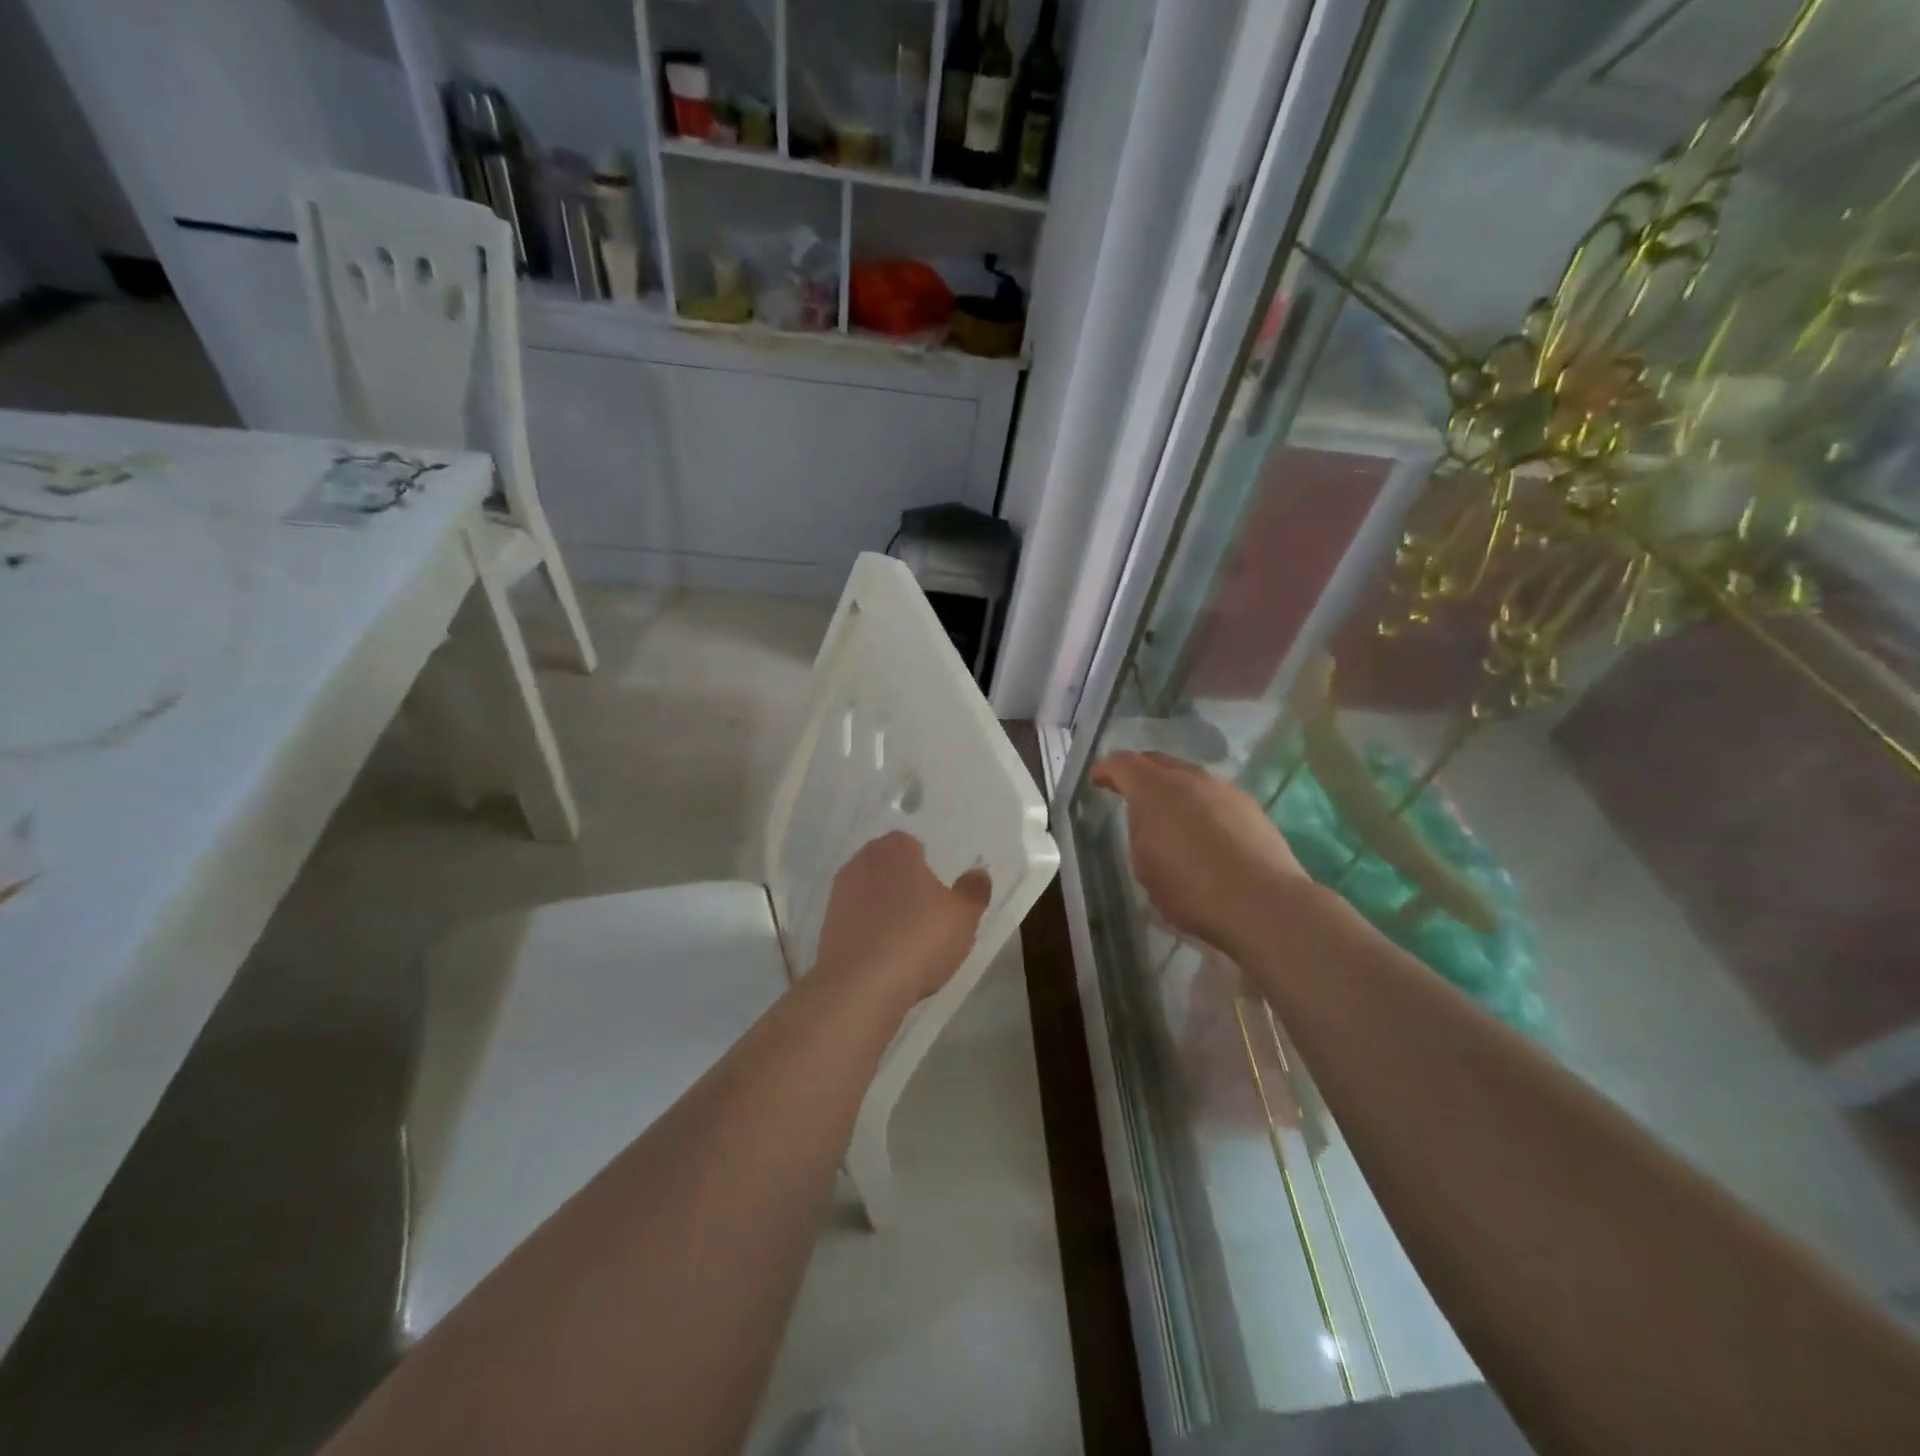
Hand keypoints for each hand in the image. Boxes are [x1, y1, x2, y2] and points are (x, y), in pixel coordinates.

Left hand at [812, 831, 991, 1008]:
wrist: (859, 987)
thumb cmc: (918, 939)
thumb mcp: (963, 916)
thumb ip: (973, 890)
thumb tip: (978, 873)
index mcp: (895, 849)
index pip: (912, 844)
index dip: (927, 866)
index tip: (940, 893)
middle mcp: (862, 862)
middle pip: (889, 867)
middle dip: (905, 885)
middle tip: (928, 915)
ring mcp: (839, 894)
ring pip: (871, 894)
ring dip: (886, 909)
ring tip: (908, 940)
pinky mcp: (826, 926)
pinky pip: (856, 921)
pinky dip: (870, 931)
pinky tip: (885, 957)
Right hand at [1091, 751, 1310, 958]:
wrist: (1263, 903)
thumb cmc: (1191, 888)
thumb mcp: (1145, 865)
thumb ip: (1140, 832)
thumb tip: (1150, 820)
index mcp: (1155, 789)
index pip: (1123, 764)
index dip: (1106, 769)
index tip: (1097, 780)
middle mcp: (1190, 779)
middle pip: (1158, 761)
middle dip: (1140, 772)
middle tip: (1128, 790)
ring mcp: (1225, 790)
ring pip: (1190, 778)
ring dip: (1173, 789)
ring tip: (1168, 814)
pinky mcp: (1251, 808)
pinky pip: (1214, 797)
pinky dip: (1200, 806)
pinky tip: (1202, 831)